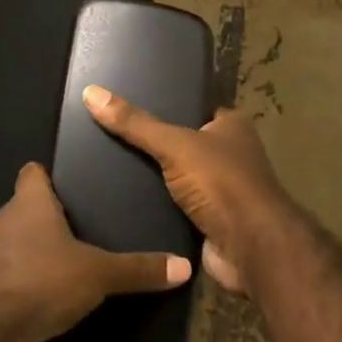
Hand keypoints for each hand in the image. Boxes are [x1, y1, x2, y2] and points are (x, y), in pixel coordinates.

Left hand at [0, 162, 191, 341]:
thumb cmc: (40, 280)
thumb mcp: (97, 274)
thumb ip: (137, 269)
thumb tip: (184, 266)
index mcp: (29, 203)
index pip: (33, 173)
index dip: (48, 174)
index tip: (71, 181)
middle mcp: (5, 221)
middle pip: (27, 208)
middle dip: (51, 216)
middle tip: (86, 224)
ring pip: (18, 244)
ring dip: (39, 252)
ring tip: (73, 261)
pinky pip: (12, 277)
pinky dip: (29, 283)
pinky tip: (52, 296)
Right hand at [81, 86, 302, 296]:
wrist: (250, 248)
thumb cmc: (221, 183)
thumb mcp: (174, 145)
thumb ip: (135, 123)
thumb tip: (91, 92)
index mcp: (232, 126)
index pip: (194, 107)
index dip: (166, 104)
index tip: (127, 104)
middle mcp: (231, 155)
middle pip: (184, 143)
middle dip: (154, 144)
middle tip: (110, 138)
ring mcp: (223, 190)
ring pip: (179, 177)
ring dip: (155, 178)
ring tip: (110, 168)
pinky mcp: (210, 221)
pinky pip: (177, 207)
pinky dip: (157, 206)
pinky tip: (125, 201)